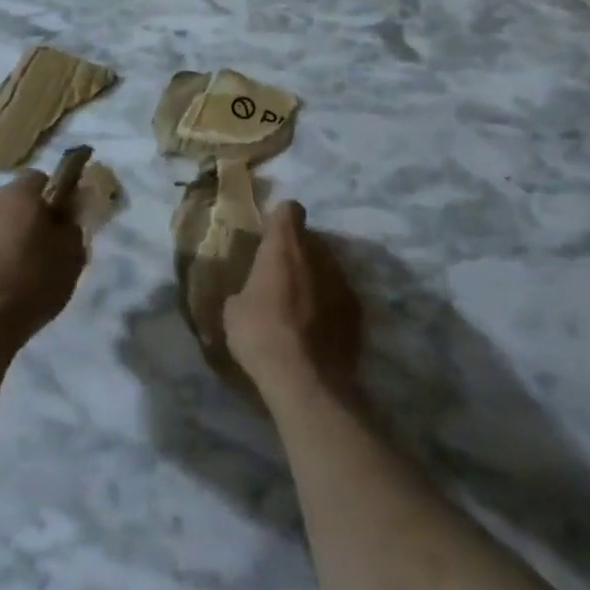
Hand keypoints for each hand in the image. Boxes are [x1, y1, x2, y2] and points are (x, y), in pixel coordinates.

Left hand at [0, 171, 86, 354]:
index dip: (57, 196)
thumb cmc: (33, 283)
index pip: (41, 179)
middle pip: (17, 203)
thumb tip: (67, 215)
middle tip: (49, 249)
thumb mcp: (72, 255)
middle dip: (33, 219)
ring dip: (11, 240)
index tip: (66, 221)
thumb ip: (73, 226)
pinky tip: (3, 288)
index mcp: (19, 195)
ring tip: (25, 274)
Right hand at [224, 200, 361, 395]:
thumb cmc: (260, 333)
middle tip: (279, 276)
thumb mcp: (232, 310)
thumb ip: (244, 288)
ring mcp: (342, 280)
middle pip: (310, 239)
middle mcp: (318, 253)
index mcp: (285, 244)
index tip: (269, 239)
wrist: (305, 380)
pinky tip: (316, 329)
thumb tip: (246, 294)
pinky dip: (329, 305)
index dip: (280, 221)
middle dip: (297, 251)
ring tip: (299, 305)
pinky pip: (339, 295)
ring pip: (327, 266)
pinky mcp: (357, 310)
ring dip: (315, 277)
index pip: (289, 210)